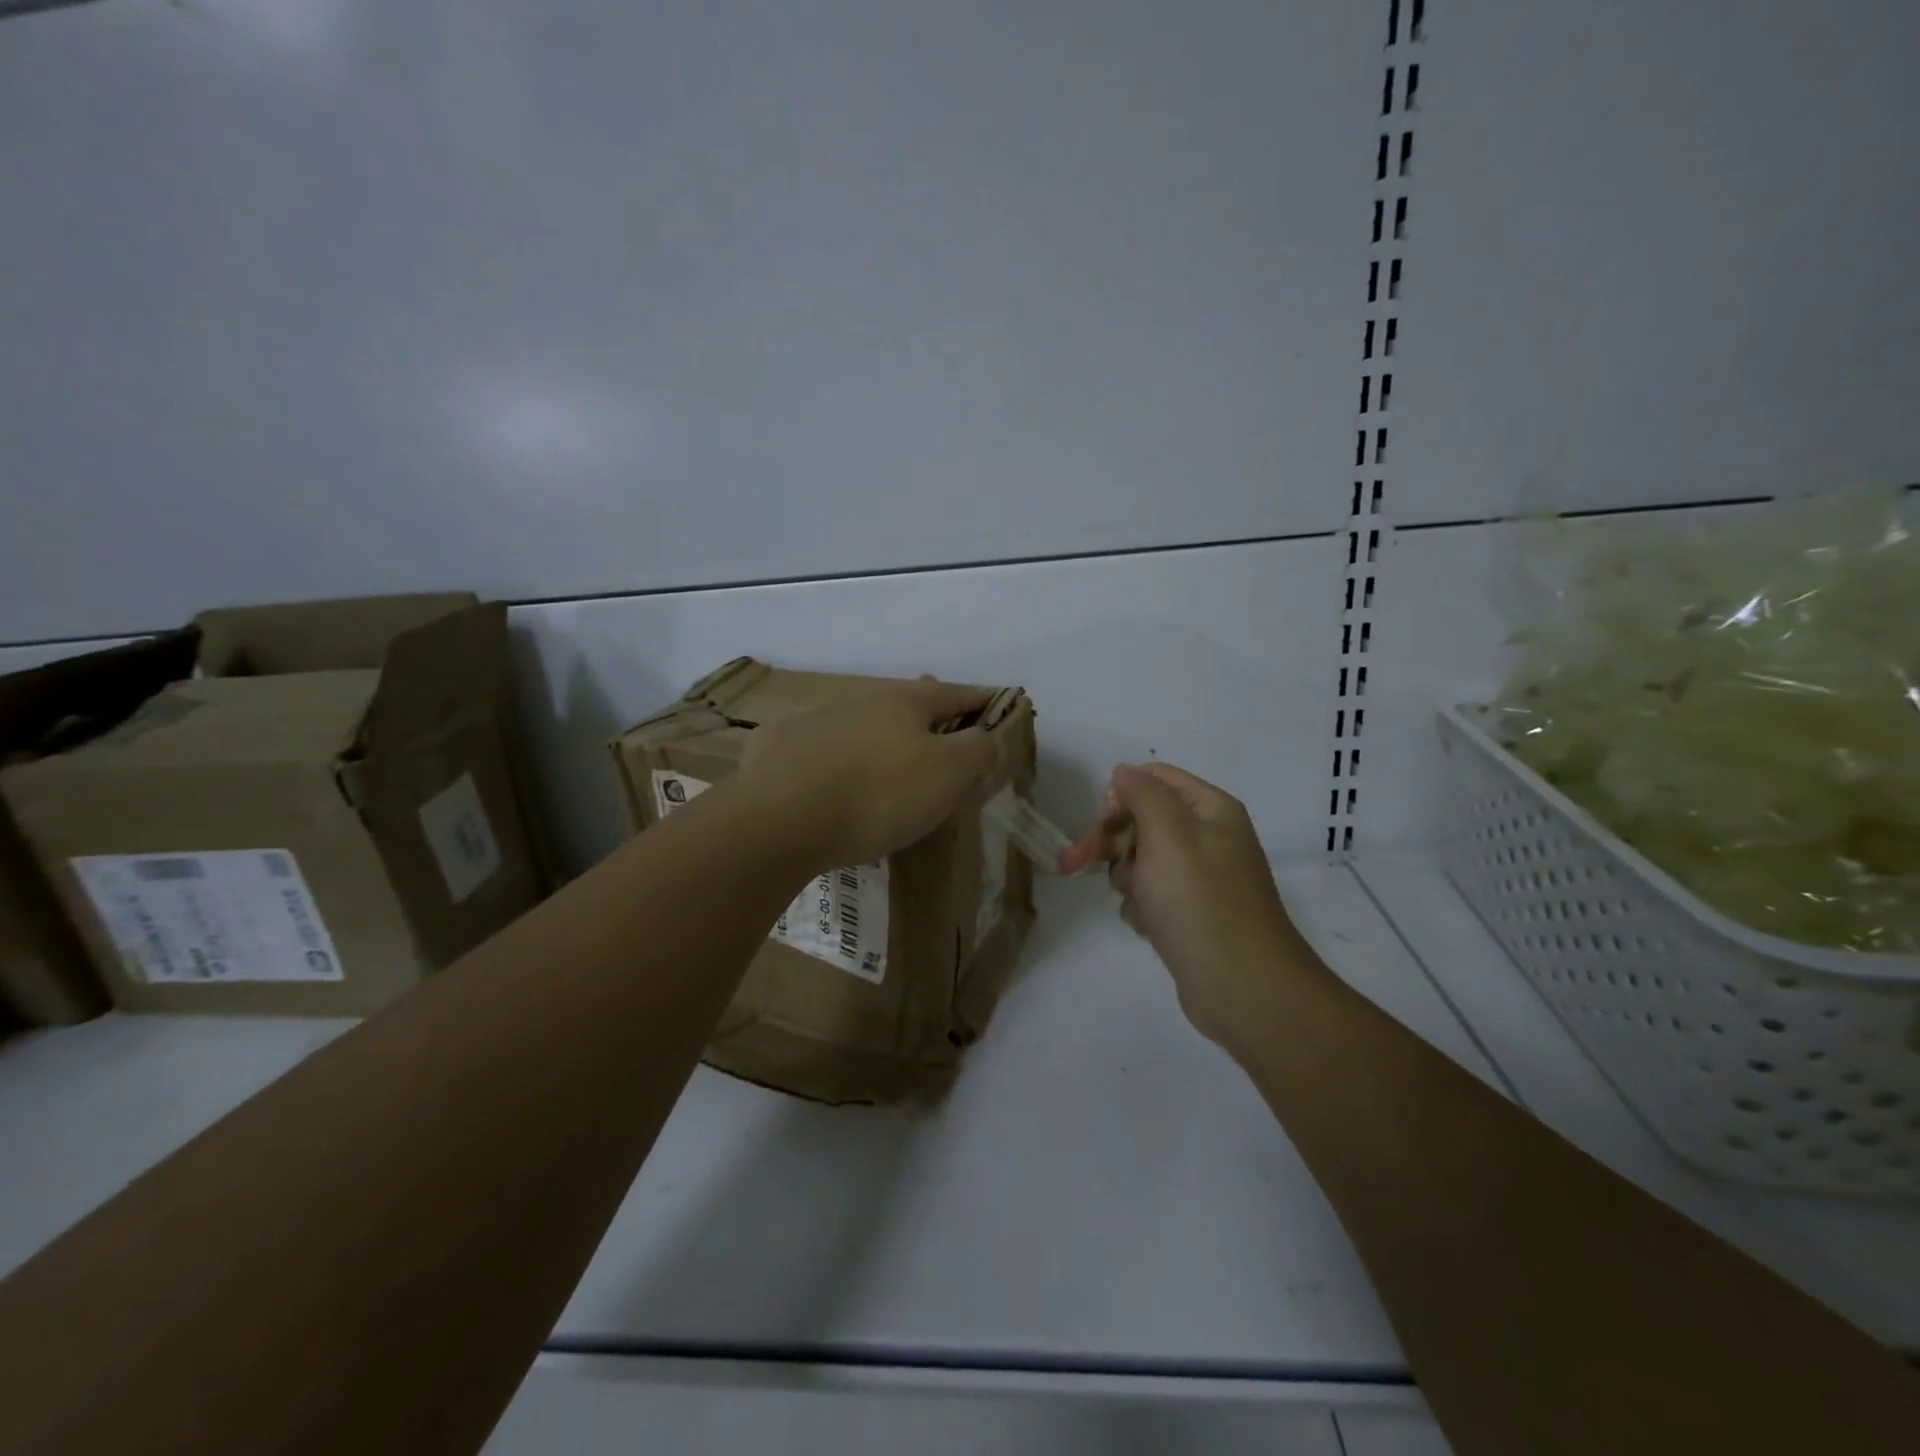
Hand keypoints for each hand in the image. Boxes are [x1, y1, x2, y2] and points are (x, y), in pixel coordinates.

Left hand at [735, 677, 1004, 868]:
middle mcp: (860, 702)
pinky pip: (815, 747)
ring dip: (876, 734)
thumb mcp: (947, 774)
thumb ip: (976, 750)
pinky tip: (826, 774)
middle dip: (926, 711)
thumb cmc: (878, 794)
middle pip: (904, 700)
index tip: (995, 706)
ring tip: (884, 757)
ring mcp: (815, 721)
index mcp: (905, 703)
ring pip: (858, 721)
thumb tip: (986, 737)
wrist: (781, 818)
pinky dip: (830, 755)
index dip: (980, 700)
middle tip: (938, 724)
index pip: (955, 693)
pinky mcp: (778, 748)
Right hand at [1061, 762, 1316, 1049]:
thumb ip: (1142, 793)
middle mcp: (1207, 837)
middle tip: (1073, 863)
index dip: (1121, 795)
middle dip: (1110, 842)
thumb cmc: (1199, 900)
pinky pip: (1150, 895)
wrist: (1241, 985)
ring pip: (1140, 860)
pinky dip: (1142, 907)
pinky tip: (1149, 926)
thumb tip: (1124, 773)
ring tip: (1139, 903)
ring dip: (1127, 878)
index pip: (1154, 778)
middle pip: (1141, 820)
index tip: (1102, 823)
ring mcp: (1199, 878)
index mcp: (1210, 809)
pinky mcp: (1189, 914)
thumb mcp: (1167, 832)